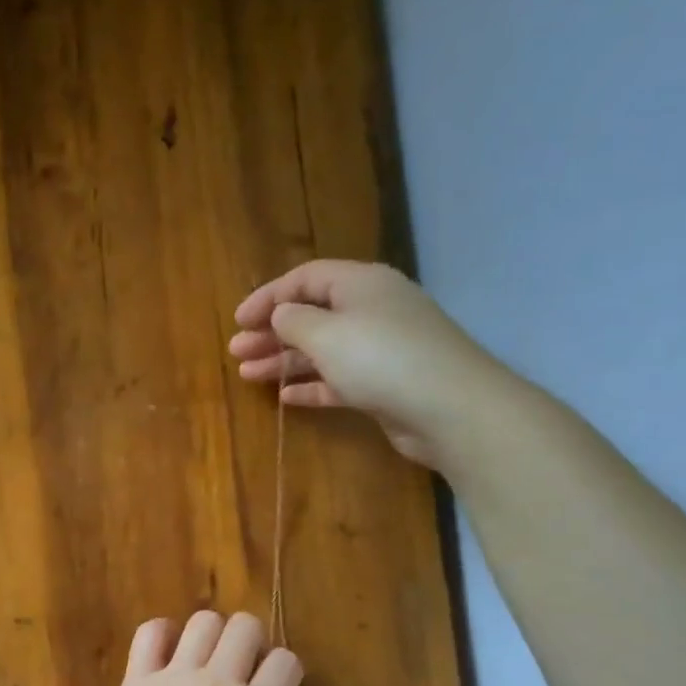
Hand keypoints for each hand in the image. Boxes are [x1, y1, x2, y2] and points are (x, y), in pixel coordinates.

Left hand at [90, 611, 302, 685]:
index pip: (286, 662)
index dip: (284, 672)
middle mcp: (219, 683)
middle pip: (245, 627)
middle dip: (251, 641)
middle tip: (240, 668)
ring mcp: (175, 676)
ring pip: (204, 621)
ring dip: (211, 635)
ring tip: (204, 659)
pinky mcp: (138, 678)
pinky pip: (150, 632)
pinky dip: (162, 633)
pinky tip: (166, 653)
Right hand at [228, 259, 520, 469]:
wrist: (449, 408)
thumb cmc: (380, 359)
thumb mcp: (326, 334)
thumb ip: (294, 321)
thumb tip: (281, 315)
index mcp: (360, 285)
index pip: (306, 278)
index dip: (269, 296)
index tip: (238, 320)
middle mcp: (371, 310)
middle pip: (312, 314)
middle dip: (271, 332)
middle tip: (236, 350)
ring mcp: (379, 349)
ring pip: (321, 350)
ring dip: (284, 360)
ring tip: (247, 374)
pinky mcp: (383, 384)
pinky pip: (337, 379)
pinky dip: (311, 385)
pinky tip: (285, 397)